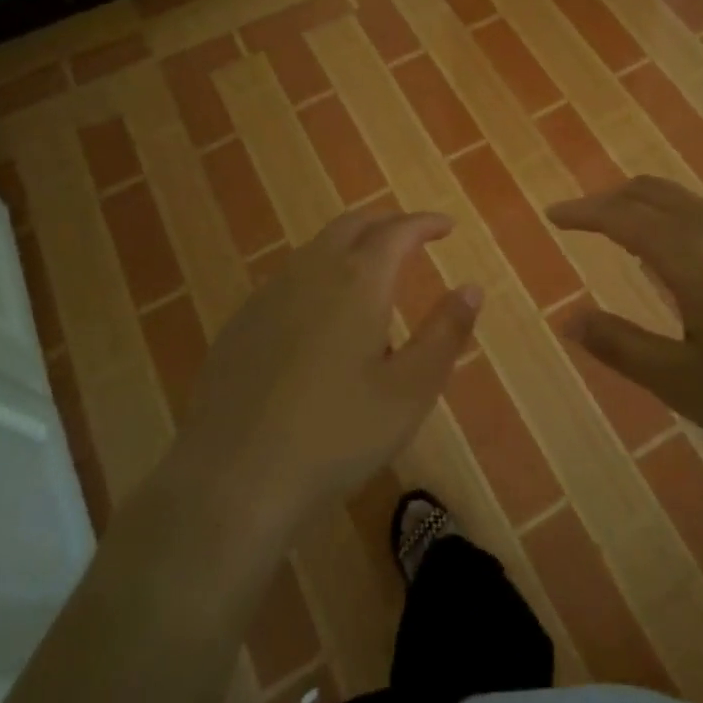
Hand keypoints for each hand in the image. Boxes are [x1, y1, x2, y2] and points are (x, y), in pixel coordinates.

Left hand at [160, 207, 482, 536]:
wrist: (232, 480)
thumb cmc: (336, 435)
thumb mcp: (410, 391)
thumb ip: (445, 333)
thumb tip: (470, 288)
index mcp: (358, 281)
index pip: (397, 231)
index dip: (425, 223)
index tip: (446, 226)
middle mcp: (311, 272)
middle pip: (352, 225)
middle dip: (386, 223)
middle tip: (411, 237)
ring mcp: (268, 295)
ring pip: (316, 248)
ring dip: (350, 246)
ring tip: (371, 272)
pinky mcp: (240, 324)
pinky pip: (289, 278)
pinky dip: (318, 274)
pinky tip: (320, 314)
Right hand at [547, 177, 702, 472]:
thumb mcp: (687, 384)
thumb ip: (623, 348)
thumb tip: (570, 317)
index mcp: (690, 253)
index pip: (621, 216)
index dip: (582, 212)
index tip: (552, 215)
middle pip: (652, 193)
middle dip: (610, 200)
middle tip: (581, 219)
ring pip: (685, 202)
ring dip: (646, 208)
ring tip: (625, 236)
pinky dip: (677, 221)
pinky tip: (685, 262)